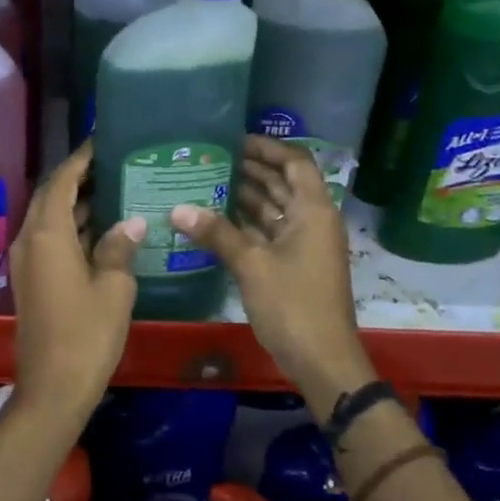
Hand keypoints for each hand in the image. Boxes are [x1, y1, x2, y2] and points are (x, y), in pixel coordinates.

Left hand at [8, 140, 144, 423]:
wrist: (53, 387)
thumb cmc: (87, 333)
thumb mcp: (114, 287)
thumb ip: (120, 247)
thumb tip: (132, 221)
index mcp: (47, 234)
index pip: (63, 181)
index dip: (81, 158)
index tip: (102, 140)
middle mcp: (29, 239)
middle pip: (52, 195)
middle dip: (79, 177)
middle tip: (114, 163)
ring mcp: (27, 261)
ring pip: (50, 218)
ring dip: (77, 203)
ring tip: (115, 188)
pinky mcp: (32, 279)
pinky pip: (50, 239)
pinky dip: (73, 226)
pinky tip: (104, 229)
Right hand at [171, 136, 370, 400]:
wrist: (322, 359)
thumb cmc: (293, 304)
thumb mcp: (251, 265)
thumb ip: (216, 233)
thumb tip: (178, 208)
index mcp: (313, 210)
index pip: (295, 162)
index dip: (268, 148)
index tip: (234, 140)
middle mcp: (312, 220)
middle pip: (283, 183)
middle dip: (251, 170)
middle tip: (211, 159)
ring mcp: (304, 244)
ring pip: (275, 209)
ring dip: (247, 196)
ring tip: (207, 182)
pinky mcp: (294, 265)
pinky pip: (270, 232)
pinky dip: (247, 224)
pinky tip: (216, 220)